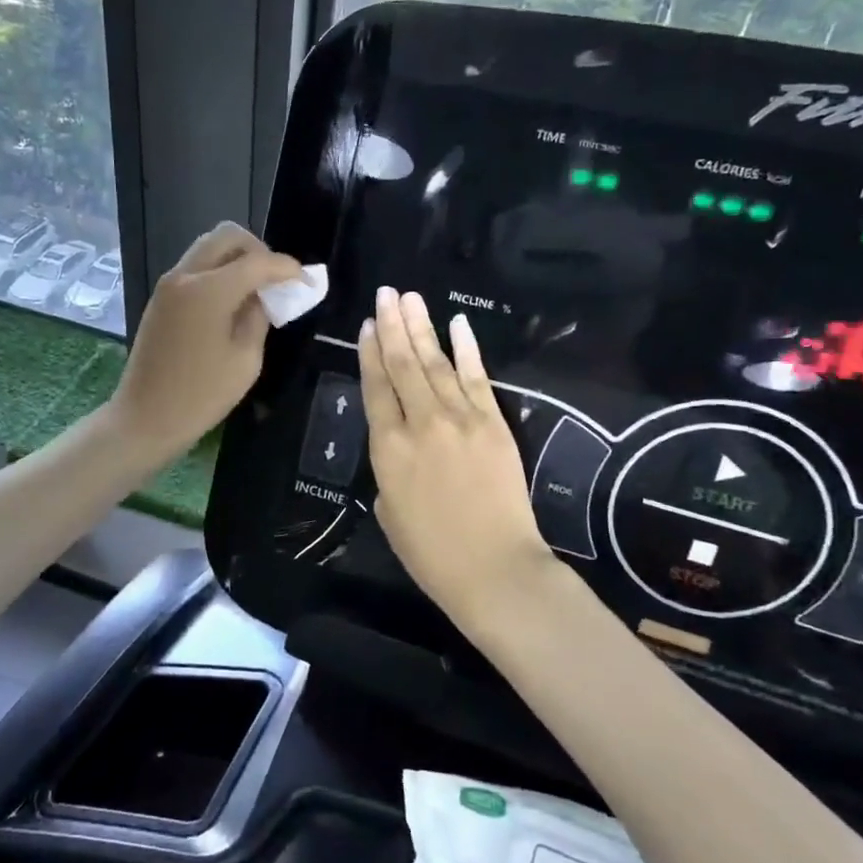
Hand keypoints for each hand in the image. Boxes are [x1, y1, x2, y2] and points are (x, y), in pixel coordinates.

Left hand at [111, 223, 302, 456]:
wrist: (145, 417)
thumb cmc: (201, 395)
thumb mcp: (246, 360)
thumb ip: (258, 318)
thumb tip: (261, 297)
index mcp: (209, 290)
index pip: (257, 262)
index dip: (287, 268)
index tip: (306, 281)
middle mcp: (185, 276)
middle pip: (227, 236)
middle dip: (258, 250)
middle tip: (275, 279)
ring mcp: (168, 285)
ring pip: (208, 248)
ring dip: (236, 258)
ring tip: (256, 289)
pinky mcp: (160, 299)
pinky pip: (195, 268)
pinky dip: (218, 272)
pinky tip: (232, 300)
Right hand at [359, 287, 551, 623]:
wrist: (494, 569)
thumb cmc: (431, 553)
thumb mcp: (389, 512)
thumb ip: (390, 471)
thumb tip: (401, 449)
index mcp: (387, 448)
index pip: (376, 388)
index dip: (370, 353)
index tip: (368, 325)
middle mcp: (421, 423)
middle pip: (403, 365)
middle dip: (393, 326)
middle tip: (386, 293)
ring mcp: (461, 419)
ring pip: (436, 363)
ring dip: (422, 328)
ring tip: (410, 298)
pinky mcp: (494, 423)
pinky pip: (478, 378)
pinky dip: (468, 349)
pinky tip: (458, 323)